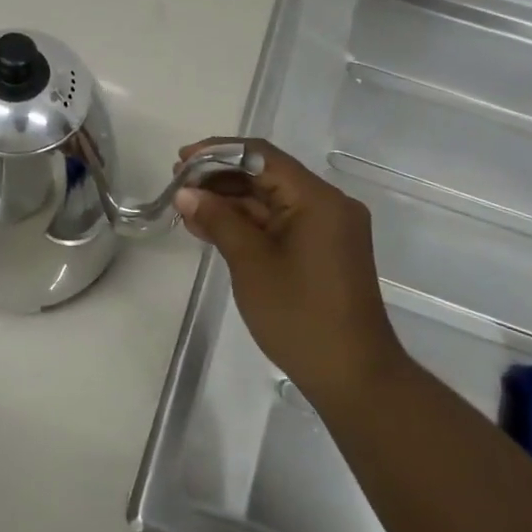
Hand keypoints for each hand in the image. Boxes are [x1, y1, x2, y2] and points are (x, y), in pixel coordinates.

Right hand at [174, 139, 405, 410]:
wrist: (353, 378)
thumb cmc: (301, 316)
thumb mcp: (251, 263)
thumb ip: (218, 220)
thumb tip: (185, 193)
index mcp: (318, 199)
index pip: (261, 157)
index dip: (217, 153)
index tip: (182, 161)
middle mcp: (327, 205)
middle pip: (266, 175)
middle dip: (220, 177)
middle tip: (178, 186)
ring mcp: (326, 229)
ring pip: (270, 200)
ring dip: (229, 201)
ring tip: (186, 207)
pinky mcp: (321, 250)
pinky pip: (279, 223)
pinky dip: (246, 223)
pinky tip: (210, 228)